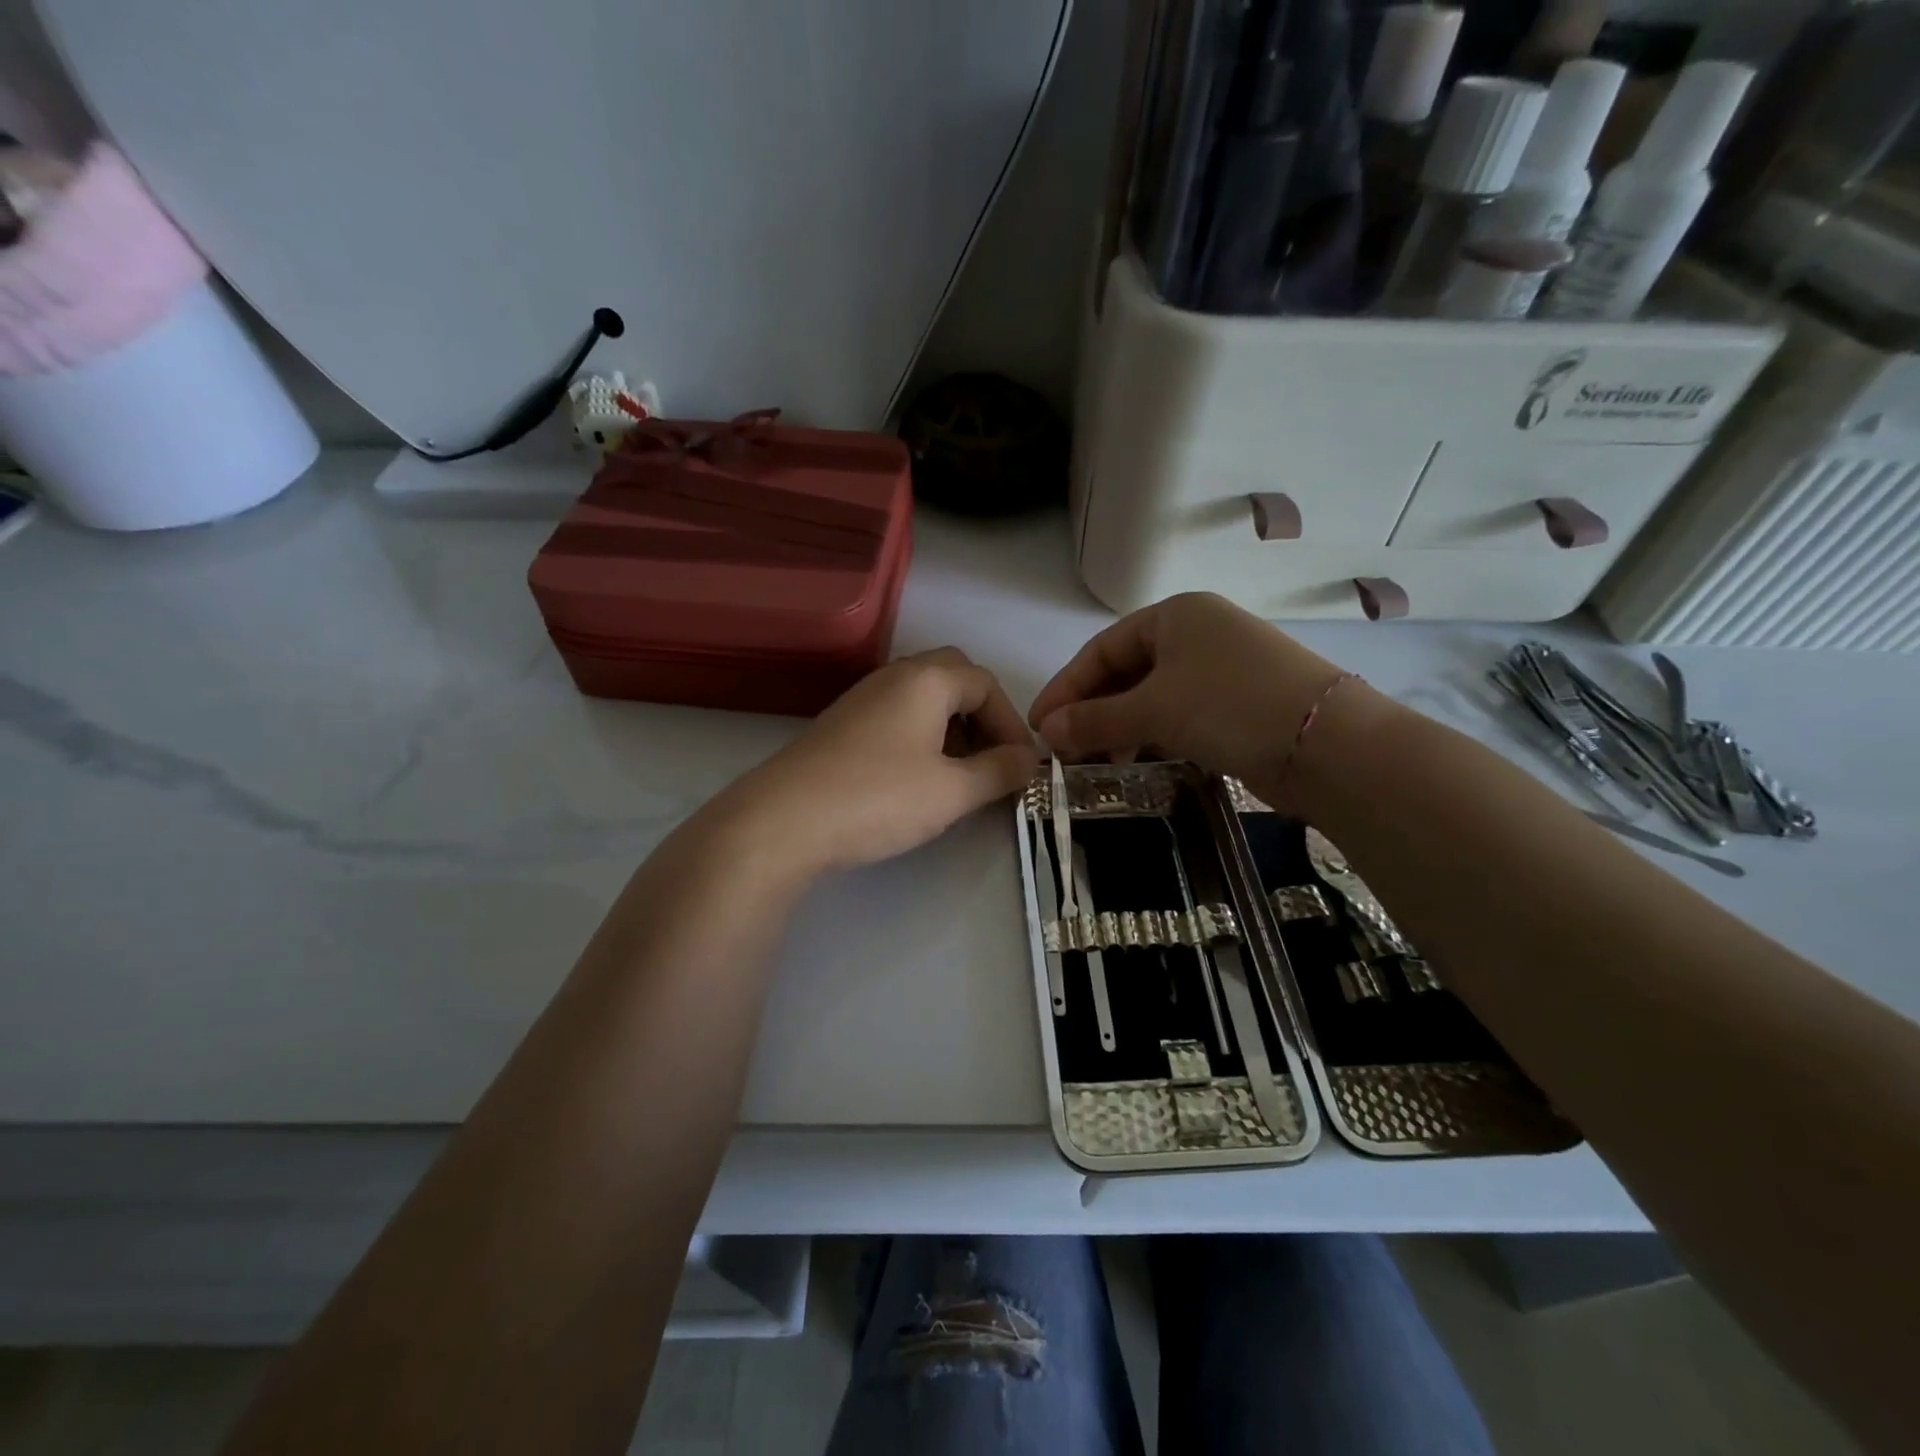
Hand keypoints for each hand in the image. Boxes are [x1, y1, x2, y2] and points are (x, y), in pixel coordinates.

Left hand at [728, 648, 1038, 874]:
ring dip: (952, 726)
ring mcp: (862, 698)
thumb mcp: (952, 791)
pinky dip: (921, 736)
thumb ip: (999, 772)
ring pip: (923, 697)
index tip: (1021, 766)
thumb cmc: (878, 798)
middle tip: (992, 759)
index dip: (1012, 723)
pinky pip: (896, 715)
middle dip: (982, 716)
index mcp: (926, 680)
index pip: (986, 684)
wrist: (782, 820)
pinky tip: (917, 777)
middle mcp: (894, 676)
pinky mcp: (841, 724)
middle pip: (953, 678)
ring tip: (960, 773)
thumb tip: (1029, 760)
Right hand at [1029, 593, 1366, 791]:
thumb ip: (1094, 719)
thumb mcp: (1154, 709)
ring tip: (1094, 765)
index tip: (1039, 725)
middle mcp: (1197, 635)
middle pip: (1125, 673)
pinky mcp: (1236, 706)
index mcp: (1175, 615)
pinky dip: (1150, 737)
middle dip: (1091, 712)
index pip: (1102, 649)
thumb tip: (1045, 732)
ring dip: (1118, 729)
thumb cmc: (1230, 705)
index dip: (1066, 687)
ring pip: (1151, 698)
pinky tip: (1134, 763)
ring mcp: (1220, 670)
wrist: (1328, 745)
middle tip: (1063, 751)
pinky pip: (1177, 716)